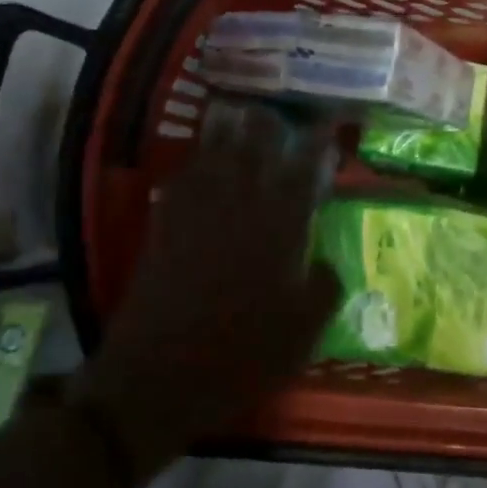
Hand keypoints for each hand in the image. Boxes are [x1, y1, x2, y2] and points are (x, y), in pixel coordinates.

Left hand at [71, 101, 340, 478]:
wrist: (159, 379)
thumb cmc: (242, 356)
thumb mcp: (302, 332)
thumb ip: (323, 289)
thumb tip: (326, 262)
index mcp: (276, 231)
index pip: (301, 173)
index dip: (315, 144)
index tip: (327, 123)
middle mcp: (237, 211)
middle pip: (252, 151)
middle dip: (267, 124)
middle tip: (277, 109)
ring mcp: (195, 218)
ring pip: (213, 158)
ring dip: (226, 132)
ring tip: (236, 112)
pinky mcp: (164, 231)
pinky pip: (179, 184)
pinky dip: (191, 166)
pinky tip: (196, 161)